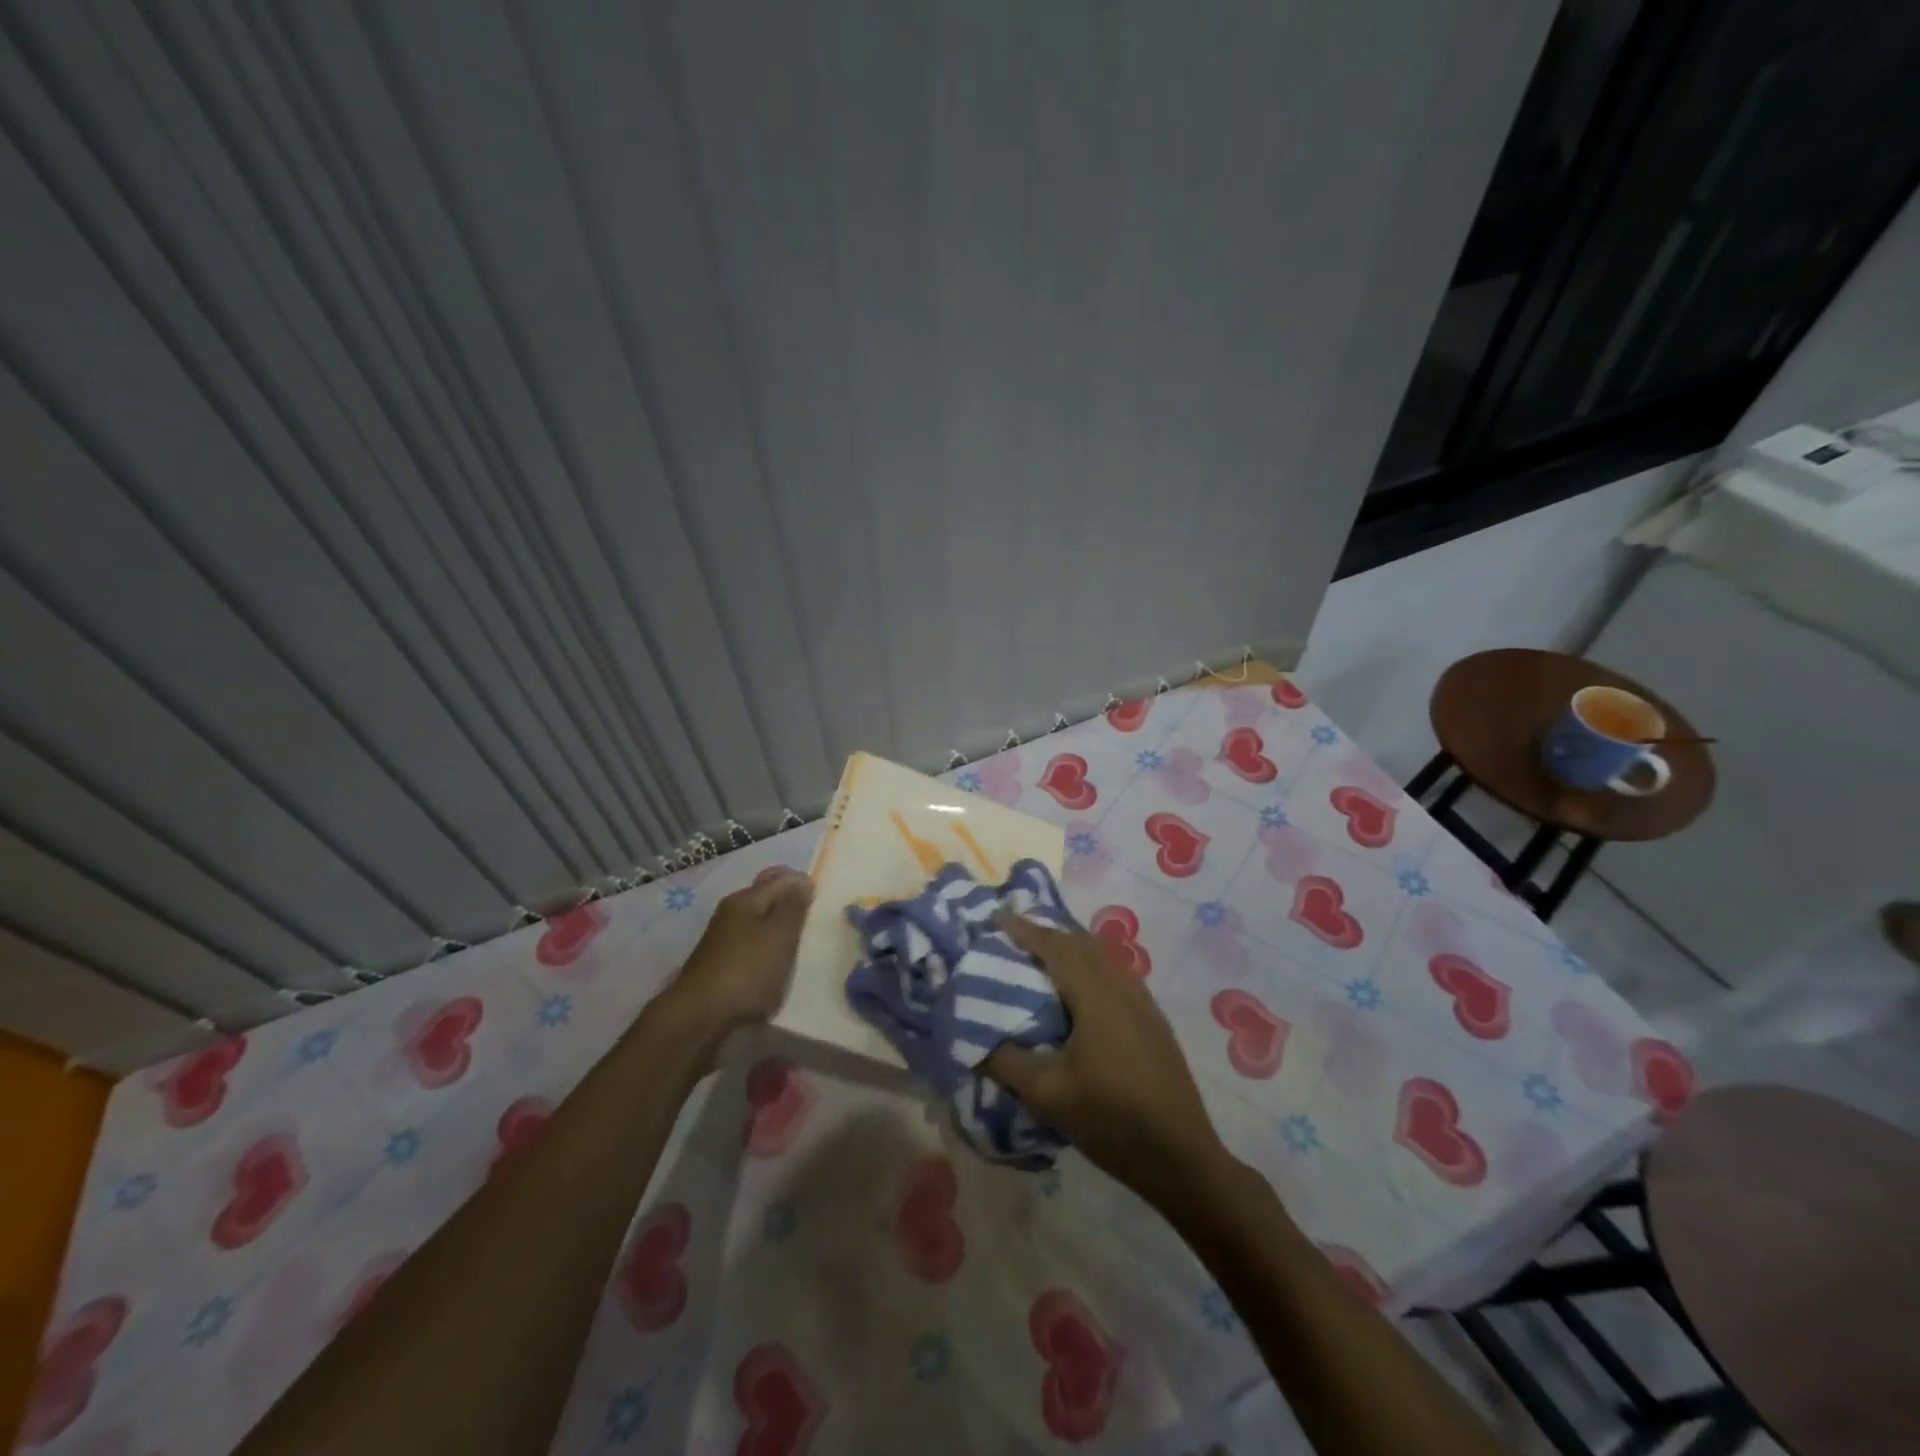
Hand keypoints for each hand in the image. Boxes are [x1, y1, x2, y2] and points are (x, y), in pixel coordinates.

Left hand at [660, 870, 812, 1049]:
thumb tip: (803, 881)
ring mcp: (724, 945)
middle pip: (770, 905)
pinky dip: (770, 962)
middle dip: (794, 914)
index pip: (781, 879)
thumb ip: (794, 907)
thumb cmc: (747, 971)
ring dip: (783, 940)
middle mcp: (731, 917)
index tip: (825, 906)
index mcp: (744, 900)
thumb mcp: (780, 934)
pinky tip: (782, 975)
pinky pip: (755, 957)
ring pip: (763, 932)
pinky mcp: (723, 972)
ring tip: (805, 954)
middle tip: (819, 930)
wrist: (701, 1021)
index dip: (805, 887)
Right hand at [982, 914, 1233, 1210]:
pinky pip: (1115, 973)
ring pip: (1102, 956)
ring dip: (1071, 949)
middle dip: (1047, 934)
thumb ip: (1006, 1062)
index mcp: (1096, 995)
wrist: (1182, 1157)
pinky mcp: (1153, 1020)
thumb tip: (973, 1040)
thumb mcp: (1049, 1095)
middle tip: (1014, 940)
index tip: (997, 919)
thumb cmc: (1112, 1120)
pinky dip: (1090, 966)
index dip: (1025, 929)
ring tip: (1042, 961)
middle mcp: (1122, 986)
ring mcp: (1143, 1002)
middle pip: (1081, 943)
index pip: (1055, 946)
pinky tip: (1080, 994)